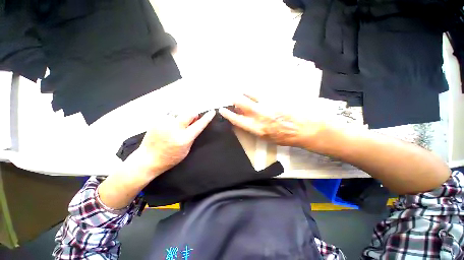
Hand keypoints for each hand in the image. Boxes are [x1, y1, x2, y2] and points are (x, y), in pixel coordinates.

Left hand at [131, 110, 215, 176]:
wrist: (147, 159)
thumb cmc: (170, 158)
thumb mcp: (186, 149)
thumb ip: (192, 135)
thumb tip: (196, 122)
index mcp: (183, 139)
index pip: (199, 125)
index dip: (207, 118)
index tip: (212, 111)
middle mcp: (174, 128)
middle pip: (189, 113)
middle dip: (194, 114)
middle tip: (192, 119)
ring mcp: (164, 122)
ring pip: (180, 111)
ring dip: (183, 115)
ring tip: (179, 123)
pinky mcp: (156, 120)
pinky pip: (170, 112)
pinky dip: (174, 116)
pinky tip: (170, 124)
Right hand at [218, 94, 325, 148]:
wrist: (306, 128)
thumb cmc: (286, 137)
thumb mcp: (267, 137)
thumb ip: (254, 128)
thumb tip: (246, 120)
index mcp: (256, 128)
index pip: (236, 119)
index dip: (227, 114)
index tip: (222, 109)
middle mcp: (259, 114)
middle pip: (240, 102)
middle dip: (235, 99)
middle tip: (234, 98)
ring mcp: (267, 103)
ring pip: (249, 93)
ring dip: (245, 93)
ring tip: (244, 93)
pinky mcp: (275, 96)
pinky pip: (261, 91)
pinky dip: (256, 91)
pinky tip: (257, 92)